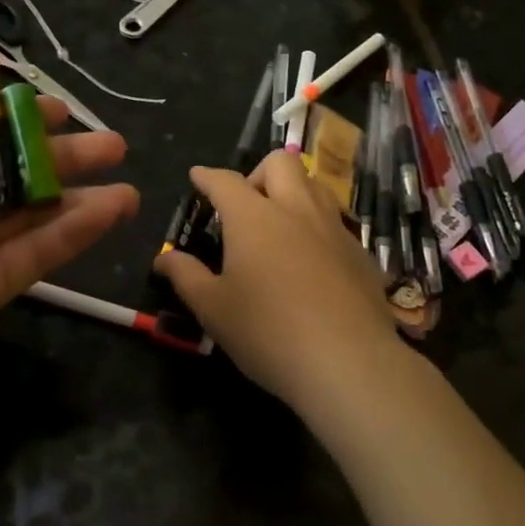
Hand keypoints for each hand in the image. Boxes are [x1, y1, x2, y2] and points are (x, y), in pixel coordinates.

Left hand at [0, 48, 137, 432]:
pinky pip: (41, 248)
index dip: (13, 108)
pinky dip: (80, 227)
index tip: (56, 105)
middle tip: (108, 142)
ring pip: (33, 204)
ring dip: (80, 186)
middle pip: (10, 160)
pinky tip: (118, 206)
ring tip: (126, 170)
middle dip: (58, 147)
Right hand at [154, 151, 394, 411]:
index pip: (225, 181)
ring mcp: (333, 227)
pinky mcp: (360, 252)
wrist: (349, 362)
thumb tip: (164, 258)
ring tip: (280, 223)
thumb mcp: (213, 309)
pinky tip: (313, 260)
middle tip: (246, 203)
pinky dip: (317, 226)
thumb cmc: (268, 332)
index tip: (197, 176)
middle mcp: (296, 209)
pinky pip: (336, 221)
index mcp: (254, 216)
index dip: (207, 176)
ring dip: (293, 191)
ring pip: (314, 184)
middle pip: (280, 163)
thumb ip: (186, 276)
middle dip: (257, 172)